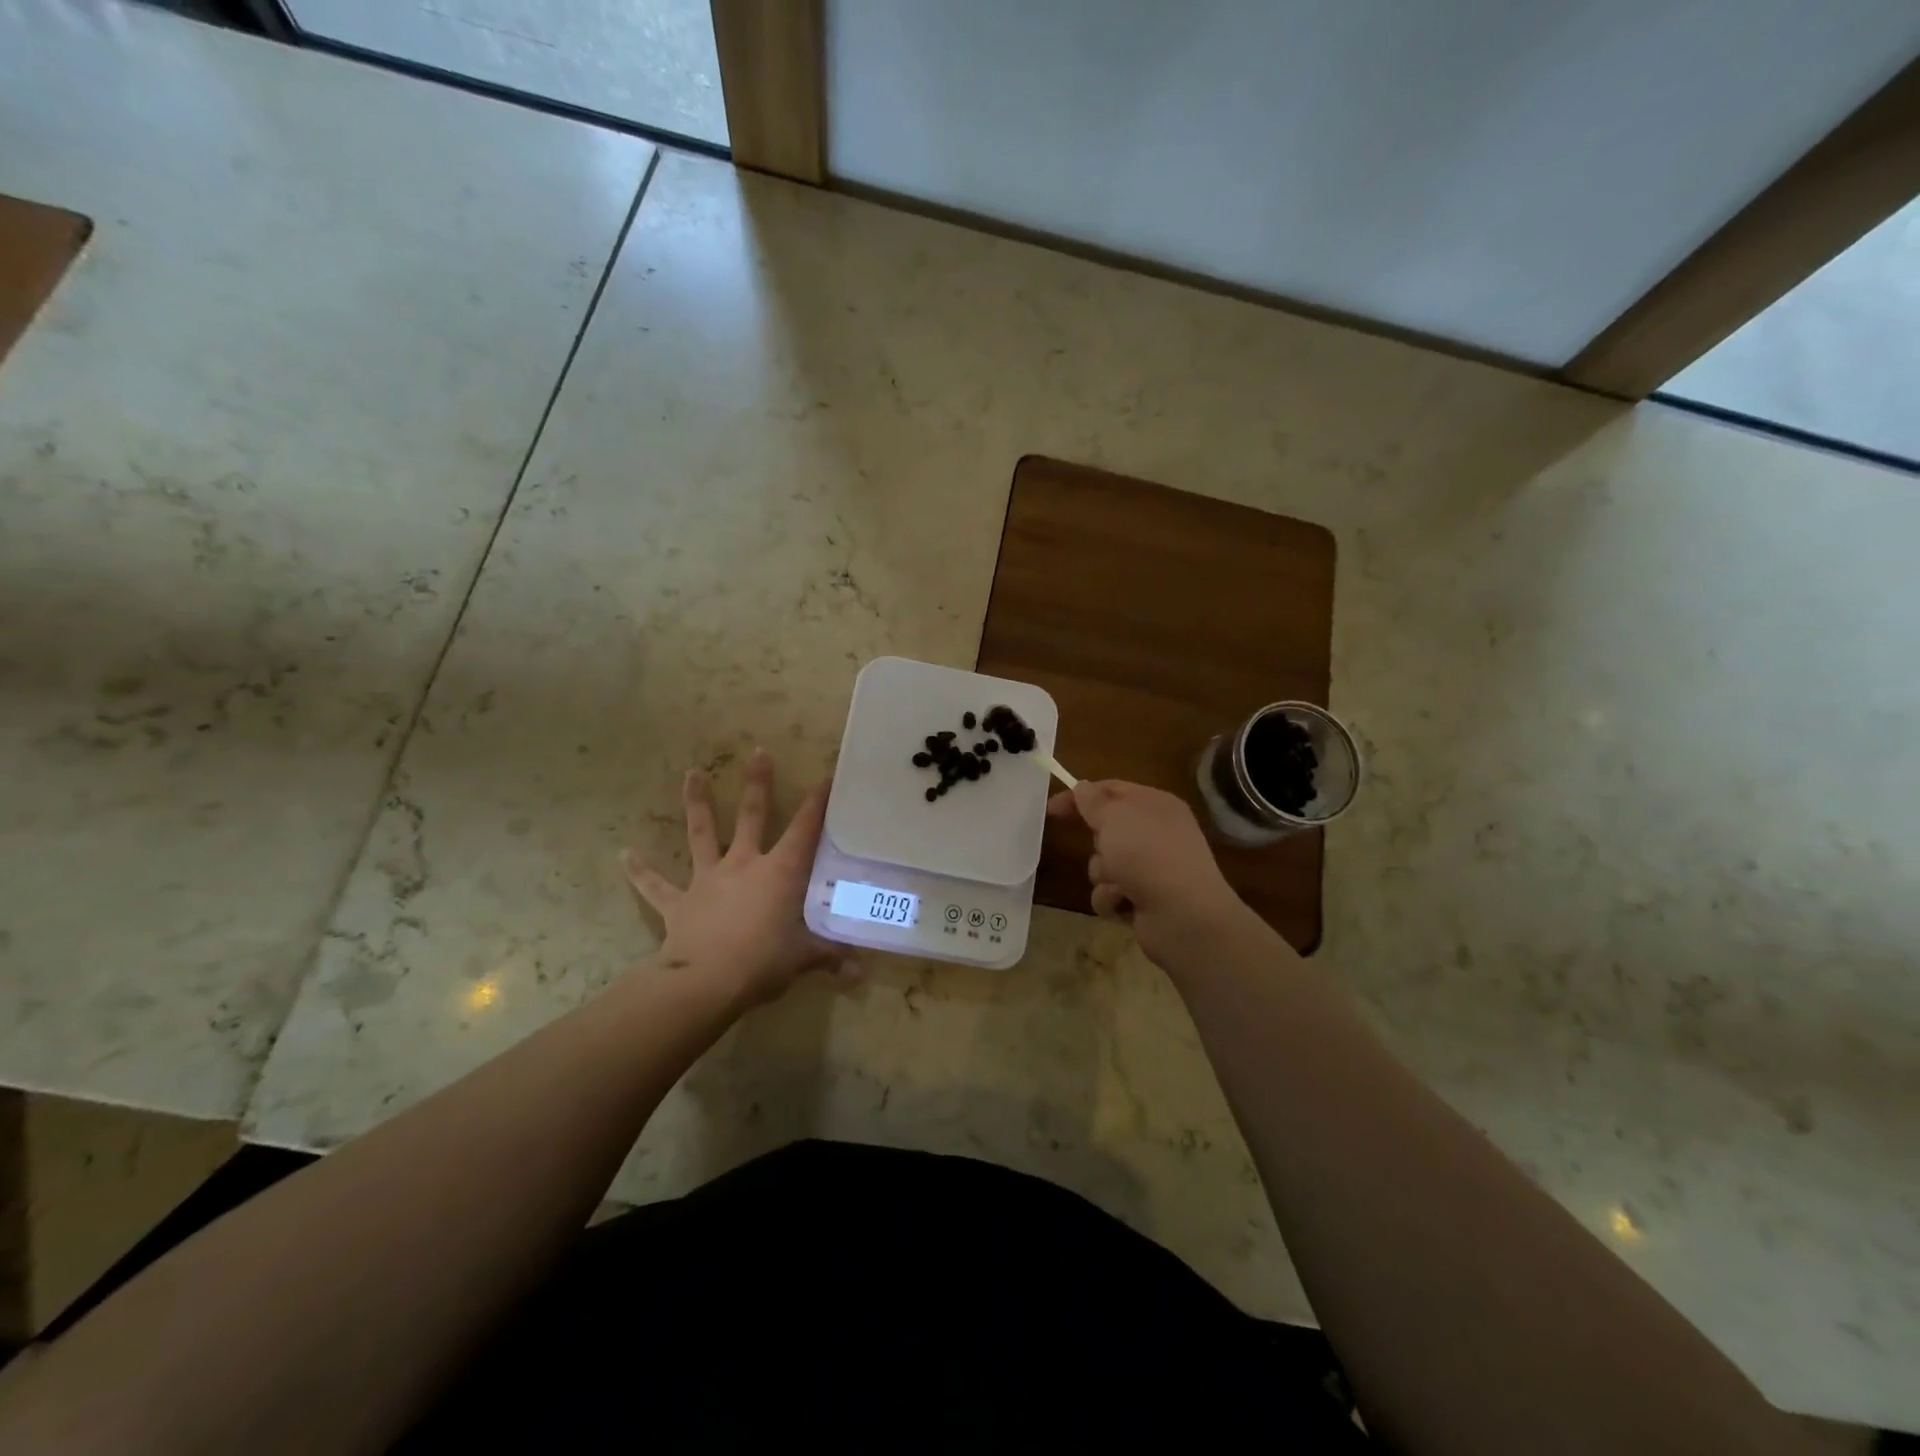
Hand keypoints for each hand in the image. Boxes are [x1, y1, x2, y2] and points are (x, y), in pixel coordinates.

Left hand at [622, 749, 855, 1006]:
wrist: (705, 982)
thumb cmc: (763, 962)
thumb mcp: (804, 958)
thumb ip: (830, 957)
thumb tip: (861, 974)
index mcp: (779, 873)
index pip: (804, 830)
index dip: (817, 804)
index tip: (825, 777)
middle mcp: (743, 865)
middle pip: (752, 816)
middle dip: (757, 784)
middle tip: (758, 752)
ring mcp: (708, 880)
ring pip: (702, 834)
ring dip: (698, 804)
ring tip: (693, 774)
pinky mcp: (679, 903)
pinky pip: (656, 885)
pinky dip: (640, 872)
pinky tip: (623, 855)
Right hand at [1047, 780, 1248, 968]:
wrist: (1183, 915)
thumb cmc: (1148, 855)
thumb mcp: (1114, 817)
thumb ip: (1093, 800)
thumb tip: (1083, 787)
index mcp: (1156, 804)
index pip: (1112, 789)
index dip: (1080, 796)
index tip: (1051, 809)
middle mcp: (1156, 833)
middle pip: (1107, 829)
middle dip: (1098, 842)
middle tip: (1106, 849)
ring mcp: (1152, 867)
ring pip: (1104, 863)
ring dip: (1104, 874)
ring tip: (1119, 882)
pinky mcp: (1145, 897)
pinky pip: (1111, 891)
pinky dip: (1112, 897)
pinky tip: (1125, 903)